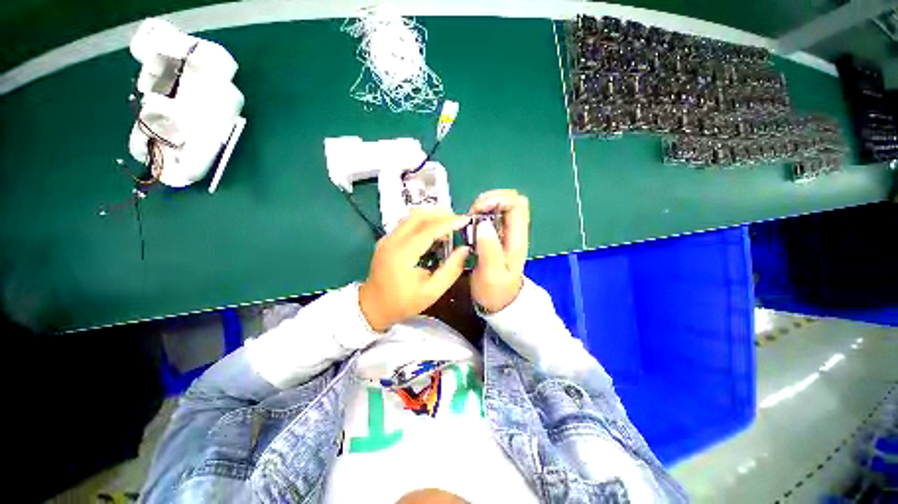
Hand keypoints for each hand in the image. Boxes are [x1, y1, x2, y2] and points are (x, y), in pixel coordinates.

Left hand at [359, 210, 470, 331]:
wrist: (373, 307)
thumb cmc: (403, 302)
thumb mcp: (432, 292)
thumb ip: (451, 270)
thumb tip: (465, 250)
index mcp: (402, 254)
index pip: (428, 230)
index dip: (449, 223)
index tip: (465, 220)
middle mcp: (392, 241)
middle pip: (418, 216)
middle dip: (440, 214)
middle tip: (458, 220)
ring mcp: (387, 239)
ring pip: (411, 217)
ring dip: (431, 216)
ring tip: (448, 224)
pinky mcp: (386, 240)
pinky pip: (406, 224)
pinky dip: (422, 222)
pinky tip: (433, 232)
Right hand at [469, 190, 529, 312]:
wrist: (499, 303)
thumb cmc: (495, 291)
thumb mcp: (491, 274)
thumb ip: (489, 249)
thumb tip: (483, 223)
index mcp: (517, 239)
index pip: (517, 204)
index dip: (498, 199)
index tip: (478, 210)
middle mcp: (514, 232)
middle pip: (510, 200)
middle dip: (489, 200)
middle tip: (472, 214)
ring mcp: (505, 233)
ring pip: (500, 206)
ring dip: (483, 207)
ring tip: (470, 220)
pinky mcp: (496, 237)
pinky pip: (490, 217)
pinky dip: (479, 215)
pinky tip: (470, 226)